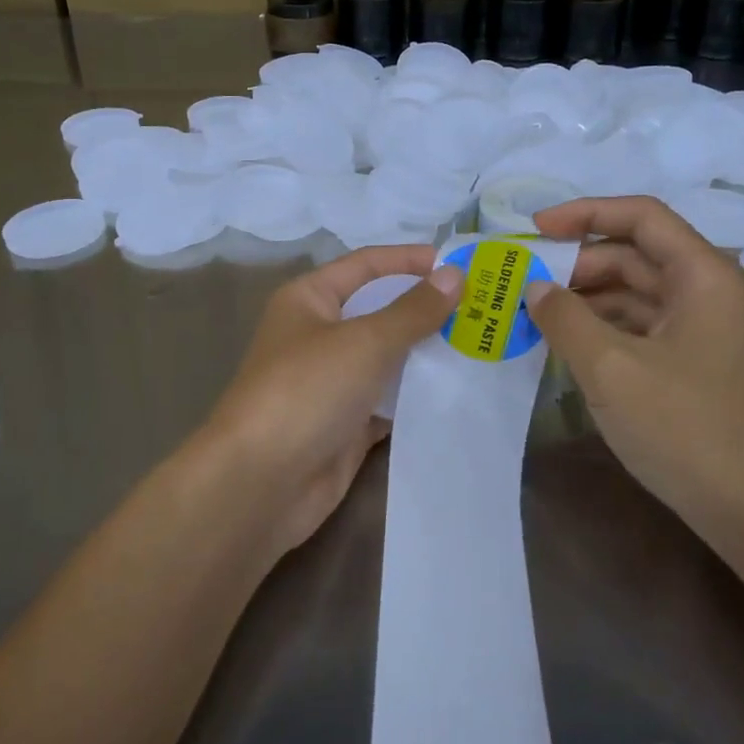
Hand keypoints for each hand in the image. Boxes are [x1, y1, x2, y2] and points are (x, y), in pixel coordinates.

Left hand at [193, 245, 462, 557]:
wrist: (260, 483)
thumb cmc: (307, 390)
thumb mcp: (365, 341)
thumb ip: (413, 310)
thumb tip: (455, 274)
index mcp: (309, 300)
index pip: (366, 265)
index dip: (410, 260)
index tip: (459, 263)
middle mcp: (318, 335)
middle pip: (379, 312)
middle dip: (426, 309)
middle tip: (483, 309)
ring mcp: (331, 383)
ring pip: (387, 359)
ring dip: (427, 355)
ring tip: (482, 347)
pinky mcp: (345, 426)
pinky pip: (388, 403)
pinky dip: (418, 399)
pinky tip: (459, 394)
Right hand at [525, 198, 743, 554]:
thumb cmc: (686, 427)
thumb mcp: (611, 368)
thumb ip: (565, 317)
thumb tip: (535, 287)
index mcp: (702, 275)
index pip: (640, 216)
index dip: (584, 213)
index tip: (535, 229)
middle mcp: (706, 291)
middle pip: (634, 253)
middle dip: (577, 261)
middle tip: (524, 279)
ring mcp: (701, 330)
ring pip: (633, 292)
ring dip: (584, 296)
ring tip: (533, 311)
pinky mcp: (691, 363)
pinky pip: (638, 326)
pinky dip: (600, 327)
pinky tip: (564, 343)